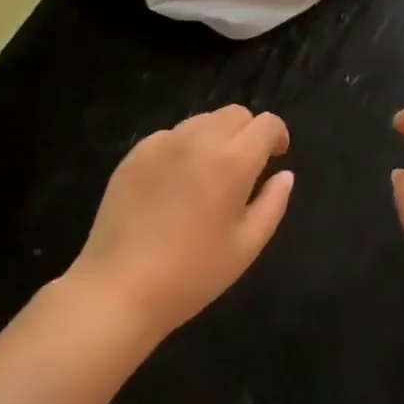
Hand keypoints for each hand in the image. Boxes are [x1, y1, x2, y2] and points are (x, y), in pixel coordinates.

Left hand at [69, 105, 293, 339]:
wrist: (118, 290)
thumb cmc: (192, 274)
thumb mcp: (247, 246)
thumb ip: (273, 203)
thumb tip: (284, 174)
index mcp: (233, 160)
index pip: (267, 123)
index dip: (278, 136)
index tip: (275, 158)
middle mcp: (199, 138)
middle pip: (236, 114)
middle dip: (247, 133)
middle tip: (243, 169)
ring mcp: (163, 142)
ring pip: (203, 121)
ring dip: (215, 138)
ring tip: (206, 177)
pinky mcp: (135, 153)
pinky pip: (171, 136)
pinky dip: (183, 149)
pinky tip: (173, 186)